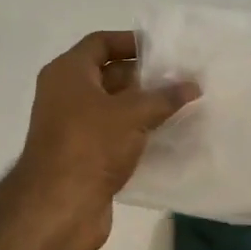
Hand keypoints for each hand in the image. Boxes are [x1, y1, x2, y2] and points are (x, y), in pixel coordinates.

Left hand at [9, 31, 198, 249]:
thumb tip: (192, 84)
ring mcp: (74, 128)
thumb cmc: (90, 145)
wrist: (58, 207)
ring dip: (144, 108)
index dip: (131, 42)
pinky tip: (169, 138)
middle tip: (182, 79)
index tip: (164, 49)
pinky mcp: (84, 156)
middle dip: (144, 77)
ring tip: (183, 107)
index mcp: (68, 73)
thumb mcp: (131, 113)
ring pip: (114, 108)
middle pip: (109, 75)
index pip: (100, 43)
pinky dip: (138, 134)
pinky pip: (115, 136)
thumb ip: (164, 97)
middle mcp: (66, 95)